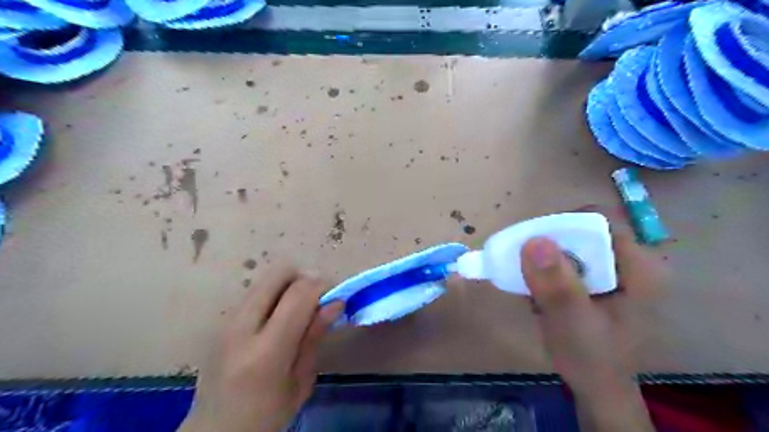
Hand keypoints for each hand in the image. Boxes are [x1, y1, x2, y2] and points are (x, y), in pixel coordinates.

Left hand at [180, 263, 341, 431]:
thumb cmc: (266, 415)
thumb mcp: (301, 382)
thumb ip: (314, 336)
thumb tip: (336, 302)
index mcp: (266, 351)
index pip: (298, 294)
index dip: (322, 285)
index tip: (335, 295)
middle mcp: (241, 327)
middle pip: (278, 274)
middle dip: (304, 277)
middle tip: (317, 298)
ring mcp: (227, 321)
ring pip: (266, 279)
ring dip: (289, 285)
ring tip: (299, 309)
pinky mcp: (222, 321)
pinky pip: (255, 292)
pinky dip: (275, 294)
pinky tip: (279, 318)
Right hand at [522, 208, 667, 430]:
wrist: (597, 386)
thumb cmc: (591, 358)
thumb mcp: (571, 321)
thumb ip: (556, 284)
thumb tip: (534, 240)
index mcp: (640, 267)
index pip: (596, 222)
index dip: (560, 227)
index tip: (530, 245)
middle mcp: (632, 261)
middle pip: (582, 231)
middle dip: (549, 246)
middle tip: (525, 267)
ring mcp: (617, 270)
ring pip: (572, 244)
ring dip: (545, 260)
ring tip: (531, 283)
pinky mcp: (601, 279)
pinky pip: (569, 259)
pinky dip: (549, 270)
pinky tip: (540, 289)